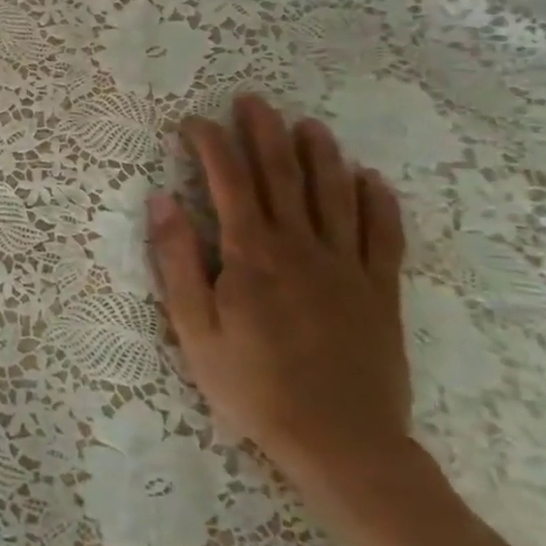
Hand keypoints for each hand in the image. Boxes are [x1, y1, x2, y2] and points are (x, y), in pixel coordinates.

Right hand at [146, 94, 411, 495]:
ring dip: (320, 155)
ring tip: (308, 125)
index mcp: (251, 254)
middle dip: (264, 133)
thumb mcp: (194, 328)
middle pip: (282, 175)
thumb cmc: (253, 386)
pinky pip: (383, 236)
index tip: (194, 122)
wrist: (341, 444)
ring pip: (335, 195)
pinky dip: (379, 203)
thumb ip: (178, 260)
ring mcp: (347, 267)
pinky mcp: (380, 292)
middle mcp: (301, 247)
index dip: (211, 145)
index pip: (229, 181)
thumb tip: (162, 200)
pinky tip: (371, 179)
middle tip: (252, 101)